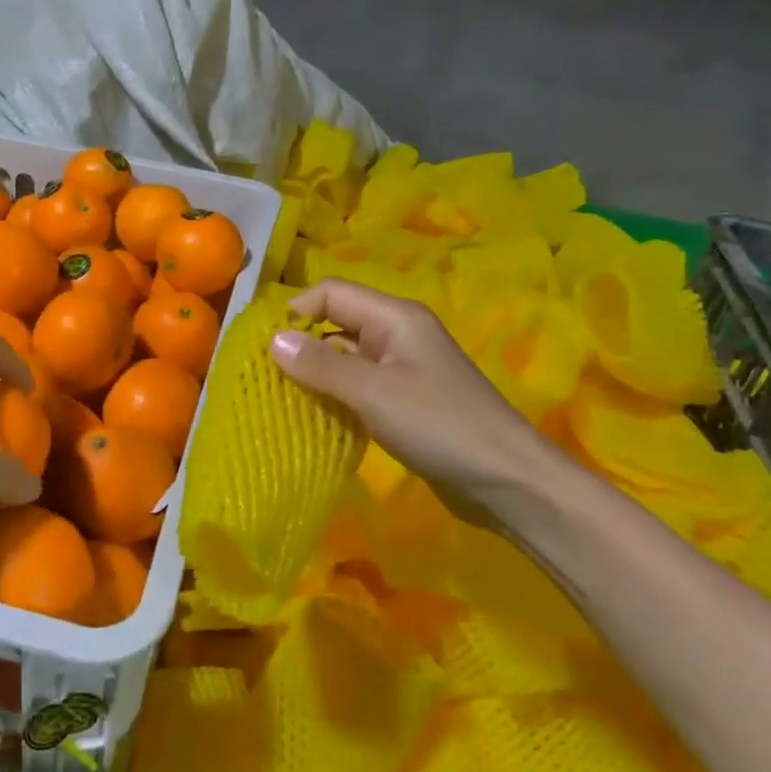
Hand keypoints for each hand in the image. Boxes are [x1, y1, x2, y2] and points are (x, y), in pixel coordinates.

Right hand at [271, 279, 562, 526]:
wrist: (506, 479)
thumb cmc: (439, 425)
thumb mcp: (373, 392)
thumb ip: (321, 365)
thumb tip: (273, 340)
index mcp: (394, 317)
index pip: (331, 292)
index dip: (296, 311)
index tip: (264, 347)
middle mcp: (397, 333)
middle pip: (337, 320)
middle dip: (301, 342)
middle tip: (266, 376)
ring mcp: (403, 367)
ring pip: (346, 355)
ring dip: (316, 372)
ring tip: (282, 398)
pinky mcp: (405, 399)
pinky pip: (359, 384)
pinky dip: (336, 394)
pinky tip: (316, 416)